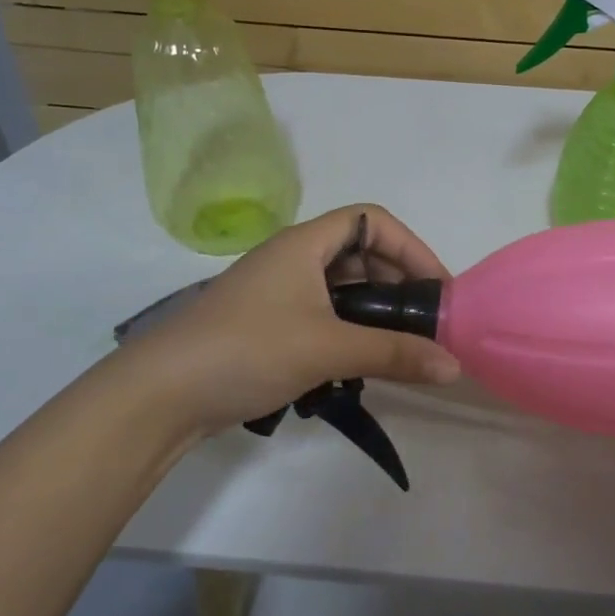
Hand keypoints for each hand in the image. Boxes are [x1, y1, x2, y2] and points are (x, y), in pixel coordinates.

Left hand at [120, 204, 460, 436]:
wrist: (159, 395)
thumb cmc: (248, 350)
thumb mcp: (328, 348)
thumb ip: (394, 353)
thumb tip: (454, 366)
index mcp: (304, 243)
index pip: (373, 220)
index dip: (411, 247)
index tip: (437, 287)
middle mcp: (292, 258)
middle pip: (359, 251)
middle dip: (397, 281)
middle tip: (423, 320)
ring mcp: (277, 291)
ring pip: (341, 286)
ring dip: (373, 310)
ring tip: (397, 344)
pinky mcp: (266, 323)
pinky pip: (322, 312)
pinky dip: (348, 329)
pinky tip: (357, 362)